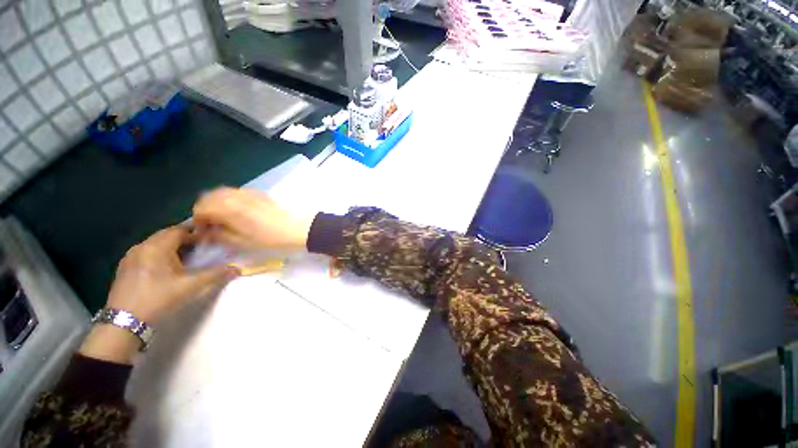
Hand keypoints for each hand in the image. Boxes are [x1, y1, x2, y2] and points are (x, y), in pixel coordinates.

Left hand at [79, 226, 237, 363]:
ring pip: (155, 244)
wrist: (124, 322)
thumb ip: (215, 275)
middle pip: (167, 235)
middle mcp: (141, 247)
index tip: (210, 240)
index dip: (196, 233)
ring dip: (172, 248)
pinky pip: (146, 253)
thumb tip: (237, 269)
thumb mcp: (190, 287)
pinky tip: (166, 270)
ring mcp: (130, 257)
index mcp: (157, 247)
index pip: (180, 230)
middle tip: (201, 250)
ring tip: (186, 259)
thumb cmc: (158, 299)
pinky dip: (160, 255)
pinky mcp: (125, 268)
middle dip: (185, 240)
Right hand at [192, 187, 314, 250]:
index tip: (204, 232)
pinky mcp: (258, 193)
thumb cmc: (268, 238)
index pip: (200, 208)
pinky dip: (230, 199)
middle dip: (206, 210)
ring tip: (224, 219)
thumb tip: (206, 231)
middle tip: (213, 225)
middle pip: (208, 197)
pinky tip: (238, 211)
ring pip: (222, 192)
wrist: (295, 228)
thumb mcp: (241, 242)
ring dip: (217, 203)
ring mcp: (247, 192)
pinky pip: (236, 192)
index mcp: (227, 207)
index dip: (198, 221)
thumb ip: (219, 235)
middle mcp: (234, 195)